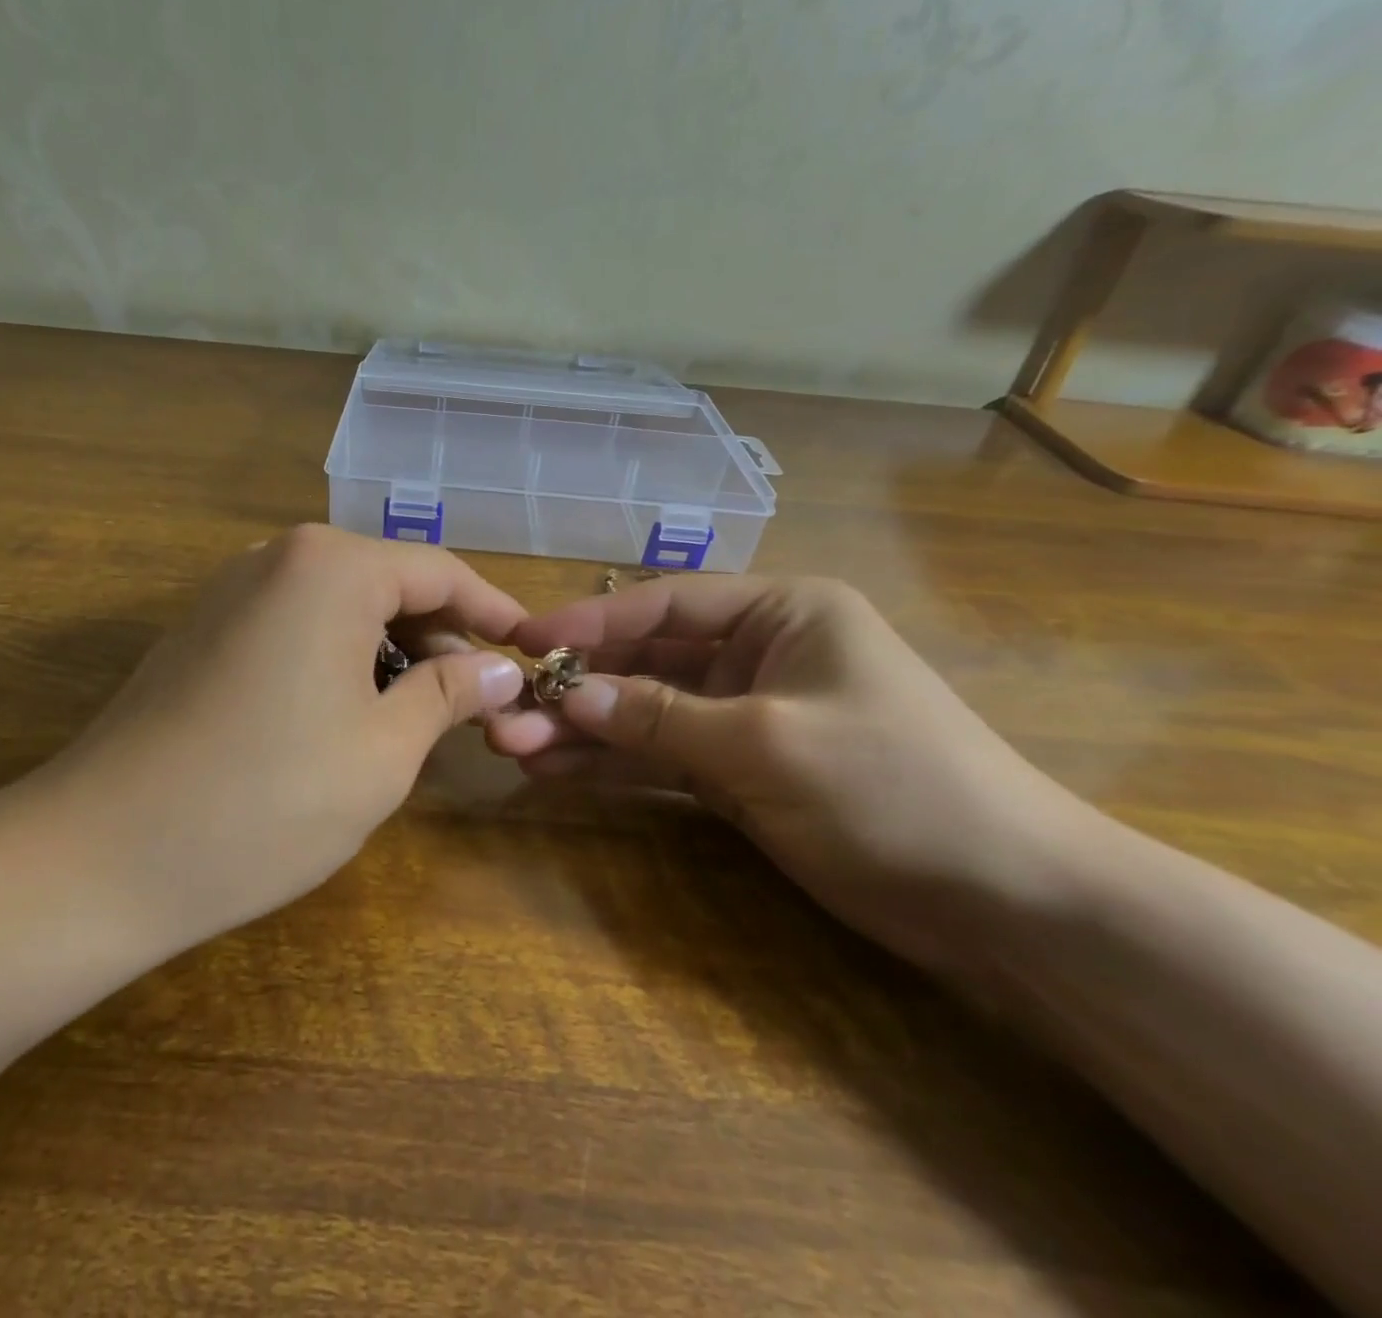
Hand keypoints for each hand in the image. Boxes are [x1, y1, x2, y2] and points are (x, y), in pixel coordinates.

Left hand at [17, 525, 525, 957]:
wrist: (100, 857)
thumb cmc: (266, 800)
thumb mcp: (384, 751)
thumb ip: (449, 693)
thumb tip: (501, 669)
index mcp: (330, 567)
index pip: (439, 573)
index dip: (494, 611)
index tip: (532, 651)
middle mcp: (277, 558)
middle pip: (388, 584)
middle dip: (441, 638)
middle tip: (478, 702)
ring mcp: (231, 593)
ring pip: (342, 609)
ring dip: (390, 654)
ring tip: (420, 717)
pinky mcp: (203, 632)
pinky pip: (296, 628)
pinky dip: (340, 662)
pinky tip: (350, 717)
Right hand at [489, 576, 1100, 973]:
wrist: (1003, 903)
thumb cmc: (893, 787)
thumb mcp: (765, 742)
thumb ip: (657, 717)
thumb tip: (564, 692)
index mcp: (781, 612)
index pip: (665, 605)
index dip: (590, 620)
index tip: (522, 638)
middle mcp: (757, 653)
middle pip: (645, 661)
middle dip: (577, 688)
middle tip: (505, 712)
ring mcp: (744, 715)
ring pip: (645, 713)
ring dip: (584, 729)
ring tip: (514, 746)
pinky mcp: (738, 770)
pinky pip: (661, 757)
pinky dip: (614, 764)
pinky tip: (556, 770)